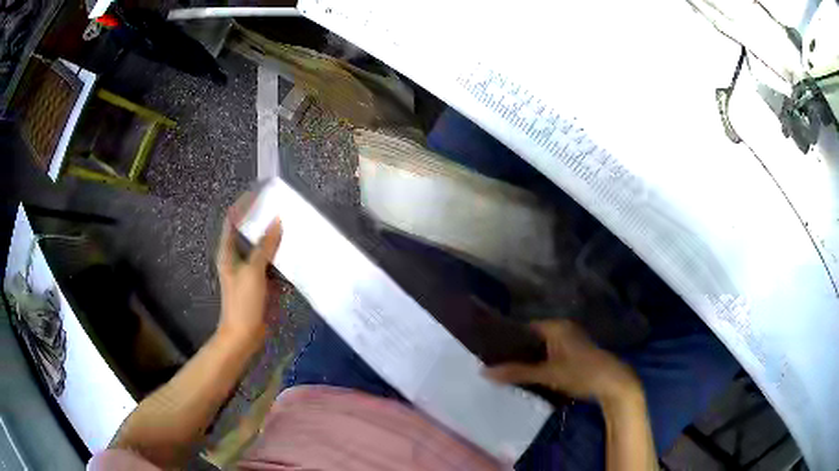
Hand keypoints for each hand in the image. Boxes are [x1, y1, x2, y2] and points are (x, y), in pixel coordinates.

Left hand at [215, 192, 282, 346]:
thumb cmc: (243, 302)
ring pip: (263, 248)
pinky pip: (272, 265)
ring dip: (275, 239)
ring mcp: (250, 271)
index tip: (261, 192)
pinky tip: (294, 253)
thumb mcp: (254, 272)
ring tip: (292, 225)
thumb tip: (277, 220)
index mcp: (228, 252)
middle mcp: (238, 258)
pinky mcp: (261, 283)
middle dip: (263, 220)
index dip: (244, 205)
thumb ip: (265, 246)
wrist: (244, 335)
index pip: (233, 220)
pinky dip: (281, 258)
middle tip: (282, 207)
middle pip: (249, 232)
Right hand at [485, 320, 639, 402]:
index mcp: (556, 326)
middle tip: (498, 363)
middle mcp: (563, 328)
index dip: (508, 339)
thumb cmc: (580, 373)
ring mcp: (571, 340)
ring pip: (542, 347)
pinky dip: (541, 362)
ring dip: (530, 358)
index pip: (524, 327)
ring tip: (510, 369)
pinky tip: (532, 374)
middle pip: (533, 338)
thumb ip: (516, 372)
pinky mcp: (575, 352)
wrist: (612, 383)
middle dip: (518, 350)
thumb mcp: (547, 374)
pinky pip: (551, 353)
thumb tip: (484, 371)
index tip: (491, 351)